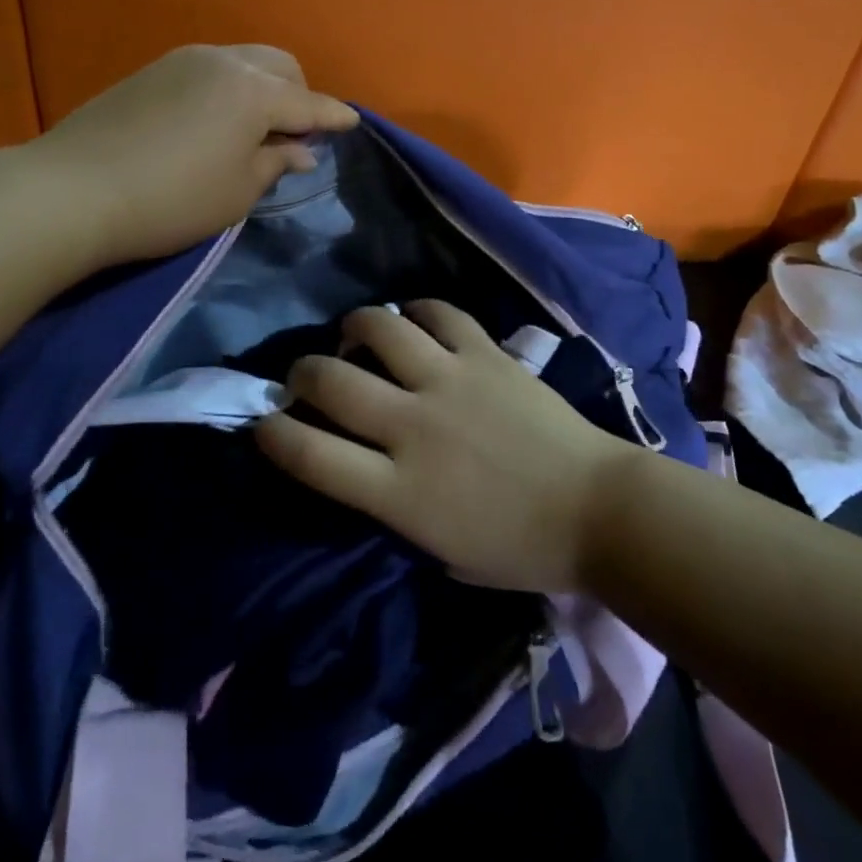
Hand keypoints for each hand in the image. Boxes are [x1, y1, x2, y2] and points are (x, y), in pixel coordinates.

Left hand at [34, 45, 356, 270]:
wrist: (73, 191)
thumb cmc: (172, 200)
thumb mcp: (237, 192)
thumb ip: (275, 164)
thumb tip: (301, 151)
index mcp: (254, 92)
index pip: (309, 103)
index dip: (334, 117)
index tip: (353, 123)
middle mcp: (224, 62)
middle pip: (280, 66)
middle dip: (300, 93)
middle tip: (296, 133)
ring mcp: (184, 60)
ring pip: (244, 61)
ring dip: (263, 87)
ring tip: (256, 127)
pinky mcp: (152, 70)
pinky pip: (211, 68)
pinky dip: (230, 87)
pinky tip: (217, 119)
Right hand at [256, 302, 640, 592]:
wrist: (597, 510)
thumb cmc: (520, 547)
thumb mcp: (440, 551)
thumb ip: (392, 507)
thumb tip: (365, 466)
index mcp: (399, 491)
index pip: (311, 456)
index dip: (274, 434)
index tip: (264, 422)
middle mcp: (414, 427)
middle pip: (332, 382)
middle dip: (302, 373)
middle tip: (305, 375)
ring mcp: (451, 382)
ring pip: (379, 330)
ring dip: (355, 327)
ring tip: (354, 334)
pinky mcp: (486, 354)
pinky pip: (440, 314)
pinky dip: (417, 311)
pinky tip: (412, 319)